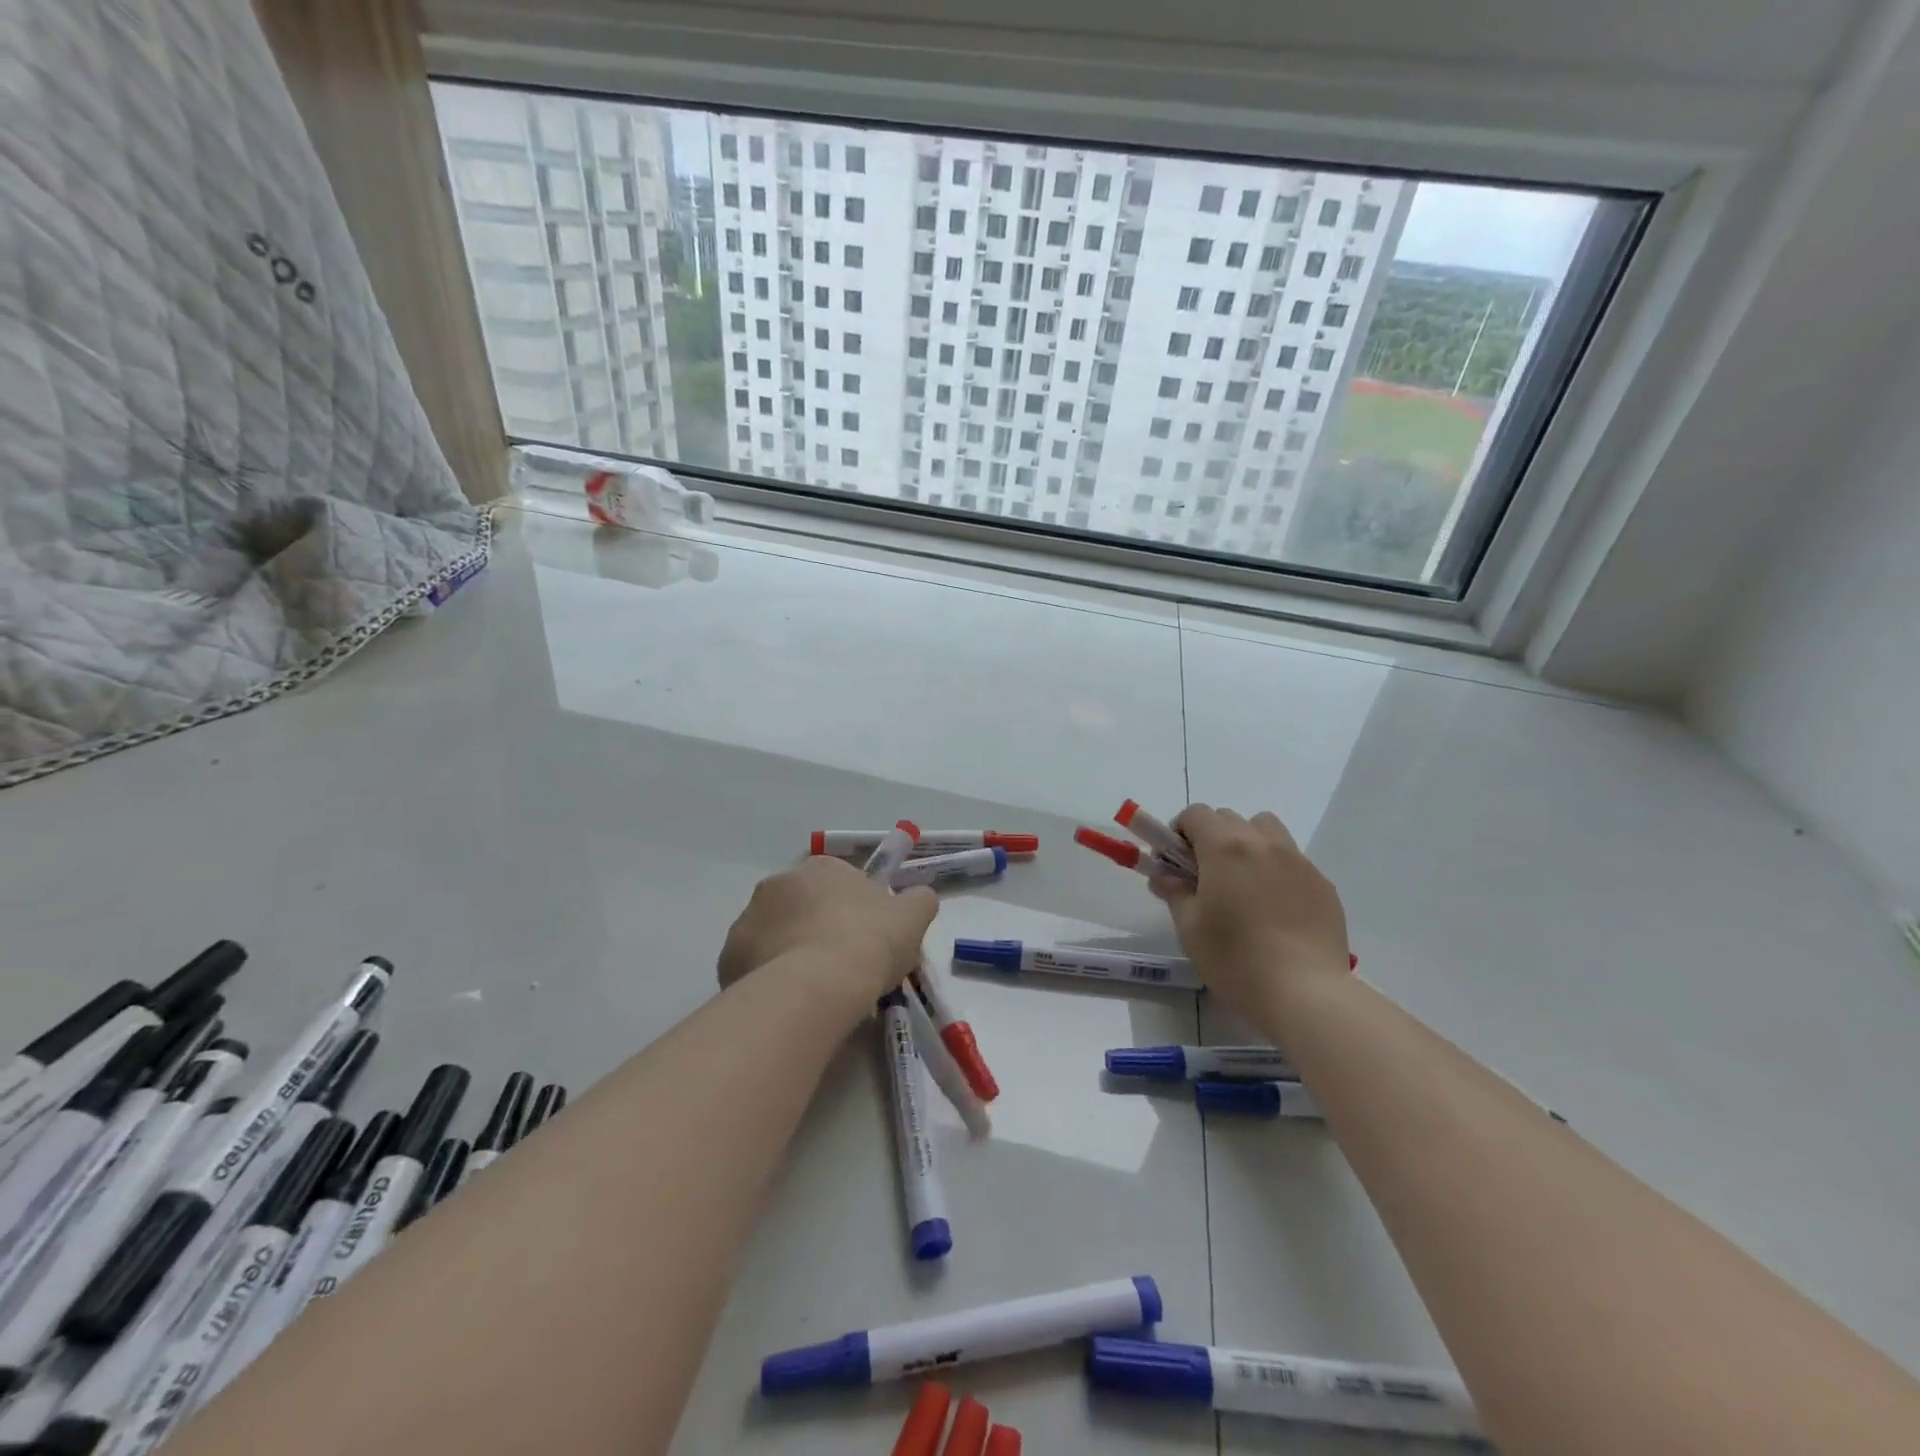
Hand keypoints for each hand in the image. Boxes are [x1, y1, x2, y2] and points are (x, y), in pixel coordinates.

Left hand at [718, 857, 937, 1011]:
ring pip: (776, 934)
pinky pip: (755, 964)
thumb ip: (918, 901)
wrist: (816, 987)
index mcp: (821, 867)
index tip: (867, 939)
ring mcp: (748, 918)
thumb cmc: (868, 943)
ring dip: (791, 951)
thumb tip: (919, 897)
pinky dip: (769, 977)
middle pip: (803, 905)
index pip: (840, 881)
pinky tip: (791, 1001)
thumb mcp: (912, 918)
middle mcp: (778, 883)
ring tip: (816, 989)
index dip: (855, 910)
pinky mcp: (728, 956)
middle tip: (842, 964)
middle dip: (818, 927)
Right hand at [1151, 805, 1349, 1013]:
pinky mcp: (1323, 884)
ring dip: (1248, 842)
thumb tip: (1162, 876)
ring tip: (1243, 882)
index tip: (1176, 859)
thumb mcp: (1190, 928)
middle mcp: (1263, 843)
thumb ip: (1174, 893)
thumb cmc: (1236, 959)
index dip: (1180, 830)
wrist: (1305, 994)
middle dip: (1211, 836)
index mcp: (1225, 848)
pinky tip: (1275, 908)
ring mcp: (1298, 861)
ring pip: (1267, 830)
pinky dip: (1276, 869)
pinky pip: (1293, 860)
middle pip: (1230, 818)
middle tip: (1205, 874)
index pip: (1196, 814)